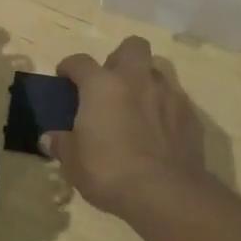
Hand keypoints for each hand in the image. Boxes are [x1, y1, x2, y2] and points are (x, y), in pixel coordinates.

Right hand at [45, 37, 210, 221]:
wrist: (166, 194)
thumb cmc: (109, 171)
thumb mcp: (73, 162)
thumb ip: (62, 144)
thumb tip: (49, 138)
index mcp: (102, 85)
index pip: (80, 62)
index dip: (69, 67)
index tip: (64, 78)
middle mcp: (136, 80)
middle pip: (132, 46)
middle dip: (120, 58)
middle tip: (110, 84)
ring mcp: (168, 95)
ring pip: (158, 70)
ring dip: (146, 81)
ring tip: (137, 106)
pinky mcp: (191, 116)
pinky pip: (176, 101)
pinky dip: (165, 109)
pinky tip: (159, 131)